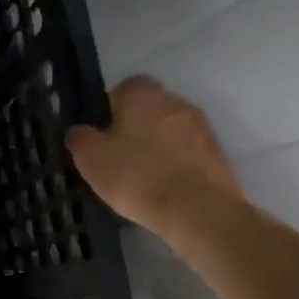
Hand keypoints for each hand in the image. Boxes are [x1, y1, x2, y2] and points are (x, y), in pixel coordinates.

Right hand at [66, 77, 242, 233]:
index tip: (101, 134)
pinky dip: (175, 165)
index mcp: (143, 94)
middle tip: (117, 155)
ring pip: (170, 131)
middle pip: (149, 109)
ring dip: (157, 146)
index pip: (123, 88)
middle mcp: (176, 102)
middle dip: (135, 127)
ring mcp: (202, 128)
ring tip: (141, 177)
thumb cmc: (136, 175)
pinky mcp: (219, 156)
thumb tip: (80, 131)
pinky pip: (187, 154)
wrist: (196, 210)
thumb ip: (80, 137)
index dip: (109, 109)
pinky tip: (162, 188)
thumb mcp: (90, 158)